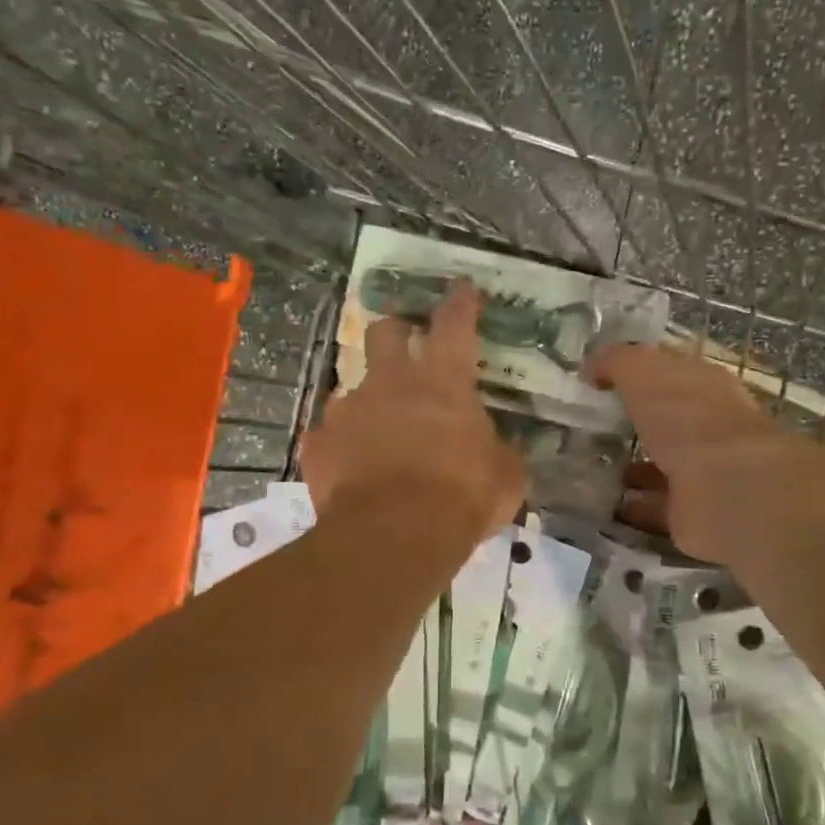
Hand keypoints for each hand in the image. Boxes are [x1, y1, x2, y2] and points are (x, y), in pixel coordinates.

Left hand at [302, 282, 524, 545]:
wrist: (392, 536)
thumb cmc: (461, 498)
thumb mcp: (505, 477)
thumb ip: (501, 453)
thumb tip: (499, 449)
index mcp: (444, 382)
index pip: (454, 324)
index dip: (460, 303)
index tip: (463, 288)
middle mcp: (391, 383)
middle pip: (386, 332)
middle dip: (396, 330)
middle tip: (406, 343)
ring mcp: (348, 410)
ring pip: (354, 386)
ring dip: (370, 399)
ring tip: (380, 429)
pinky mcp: (319, 444)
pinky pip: (330, 435)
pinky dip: (343, 445)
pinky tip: (352, 468)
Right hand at [590, 343, 817, 559]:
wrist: (728, 489)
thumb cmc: (688, 418)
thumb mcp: (646, 373)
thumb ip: (619, 362)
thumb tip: (594, 365)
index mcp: (706, 386)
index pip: (671, 371)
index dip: (639, 373)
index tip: (601, 381)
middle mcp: (710, 426)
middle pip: (669, 421)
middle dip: (640, 423)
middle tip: (594, 428)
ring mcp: (707, 472)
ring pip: (665, 465)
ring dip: (637, 468)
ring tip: (595, 470)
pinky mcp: (696, 514)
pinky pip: (659, 506)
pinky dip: (637, 505)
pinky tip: (607, 506)